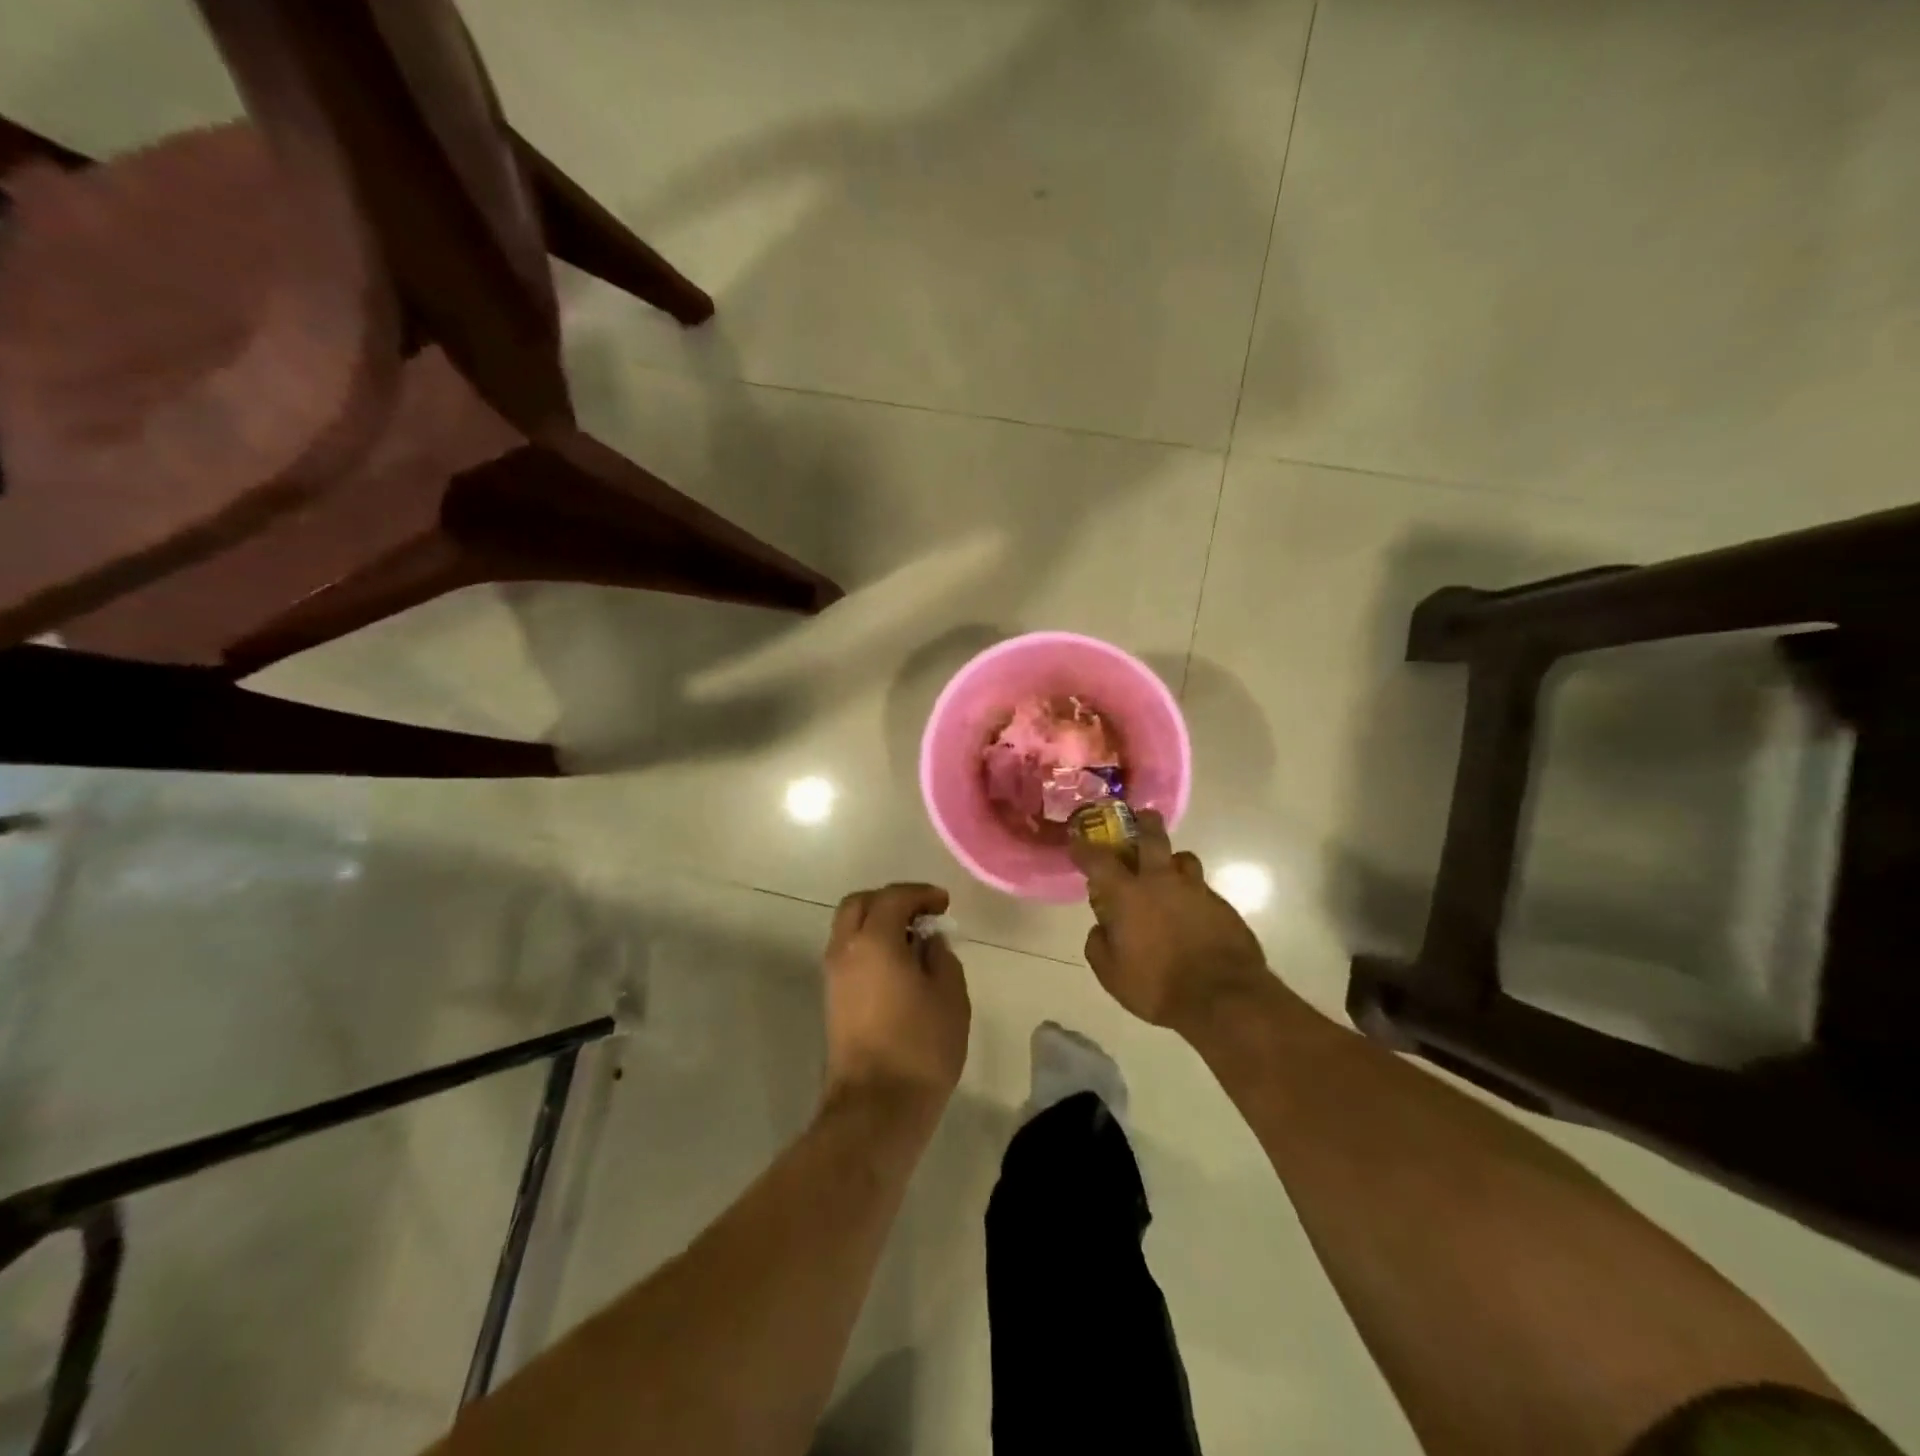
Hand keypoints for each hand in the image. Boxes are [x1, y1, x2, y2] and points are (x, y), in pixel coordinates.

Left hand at [821, 883, 970, 1119]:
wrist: (876, 1108)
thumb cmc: (920, 1047)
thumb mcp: (949, 996)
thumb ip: (941, 957)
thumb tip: (928, 942)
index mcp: (874, 941)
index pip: (893, 897)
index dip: (920, 894)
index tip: (944, 904)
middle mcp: (845, 950)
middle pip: (859, 904)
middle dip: (891, 900)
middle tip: (922, 913)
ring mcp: (833, 977)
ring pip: (849, 929)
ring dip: (878, 923)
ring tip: (913, 940)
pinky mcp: (832, 1001)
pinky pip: (849, 954)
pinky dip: (871, 946)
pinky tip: (899, 965)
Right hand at [1069, 811, 1272, 1033]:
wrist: (1224, 997)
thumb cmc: (1158, 986)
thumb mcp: (1112, 975)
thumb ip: (1099, 946)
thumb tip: (1099, 929)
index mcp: (1128, 894)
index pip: (1099, 860)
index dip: (1084, 848)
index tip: (1077, 841)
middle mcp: (1161, 881)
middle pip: (1152, 837)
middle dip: (1143, 823)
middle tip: (1140, 817)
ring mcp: (1196, 890)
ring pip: (1183, 858)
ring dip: (1172, 860)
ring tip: (1168, 871)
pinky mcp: (1222, 905)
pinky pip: (1202, 888)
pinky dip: (1192, 892)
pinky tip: (1191, 911)